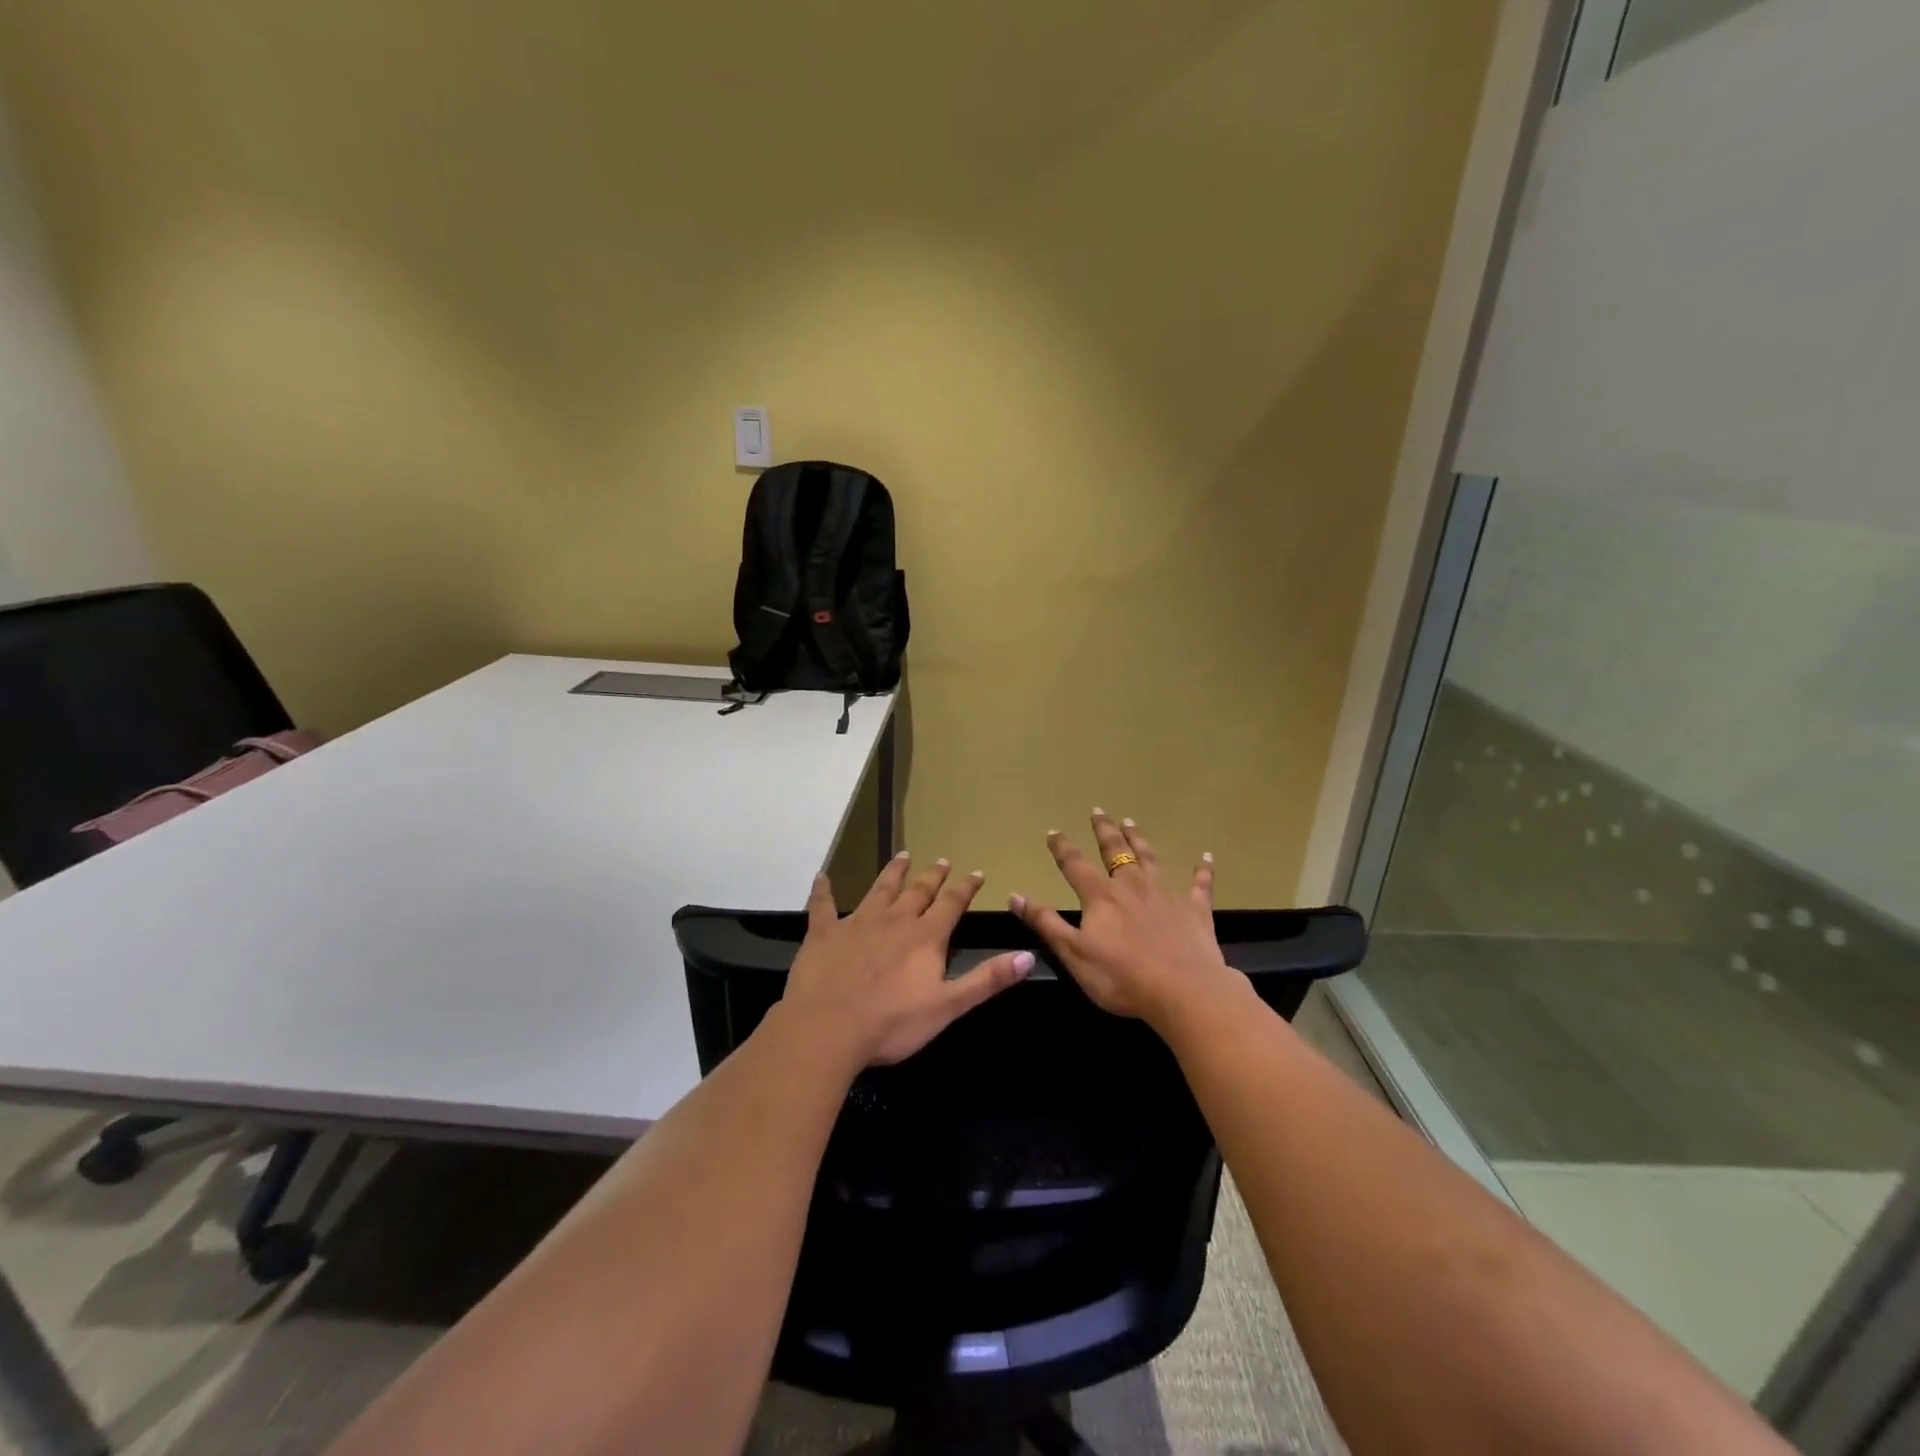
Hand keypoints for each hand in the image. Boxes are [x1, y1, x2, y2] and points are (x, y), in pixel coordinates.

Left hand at [777, 854, 1033, 1068]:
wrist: (828, 1029)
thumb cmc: (892, 1023)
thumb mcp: (948, 1006)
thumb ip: (987, 980)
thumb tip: (1029, 956)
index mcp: (925, 937)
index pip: (951, 904)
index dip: (966, 888)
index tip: (977, 872)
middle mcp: (894, 920)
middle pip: (917, 891)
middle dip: (932, 876)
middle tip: (941, 859)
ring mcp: (856, 923)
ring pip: (879, 890)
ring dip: (892, 873)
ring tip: (902, 856)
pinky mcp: (824, 933)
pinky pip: (822, 905)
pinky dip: (823, 890)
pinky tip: (822, 877)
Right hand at [1011, 810, 1243, 1030]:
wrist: (1184, 991)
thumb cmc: (1121, 976)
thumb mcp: (1073, 953)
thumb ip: (1045, 922)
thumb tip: (1015, 895)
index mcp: (1101, 896)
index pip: (1075, 865)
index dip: (1062, 847)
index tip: (1054, 831)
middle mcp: (1132, 885)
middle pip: (1115, 851)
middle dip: (1104, 830)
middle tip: (1098, 811)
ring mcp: (1166, 894)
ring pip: (1150, 858)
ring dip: (1139, 840)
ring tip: (1131, 822)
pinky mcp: (1195, 909)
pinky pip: (1200, 885)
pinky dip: (1202, 870)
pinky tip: (1206, 858)